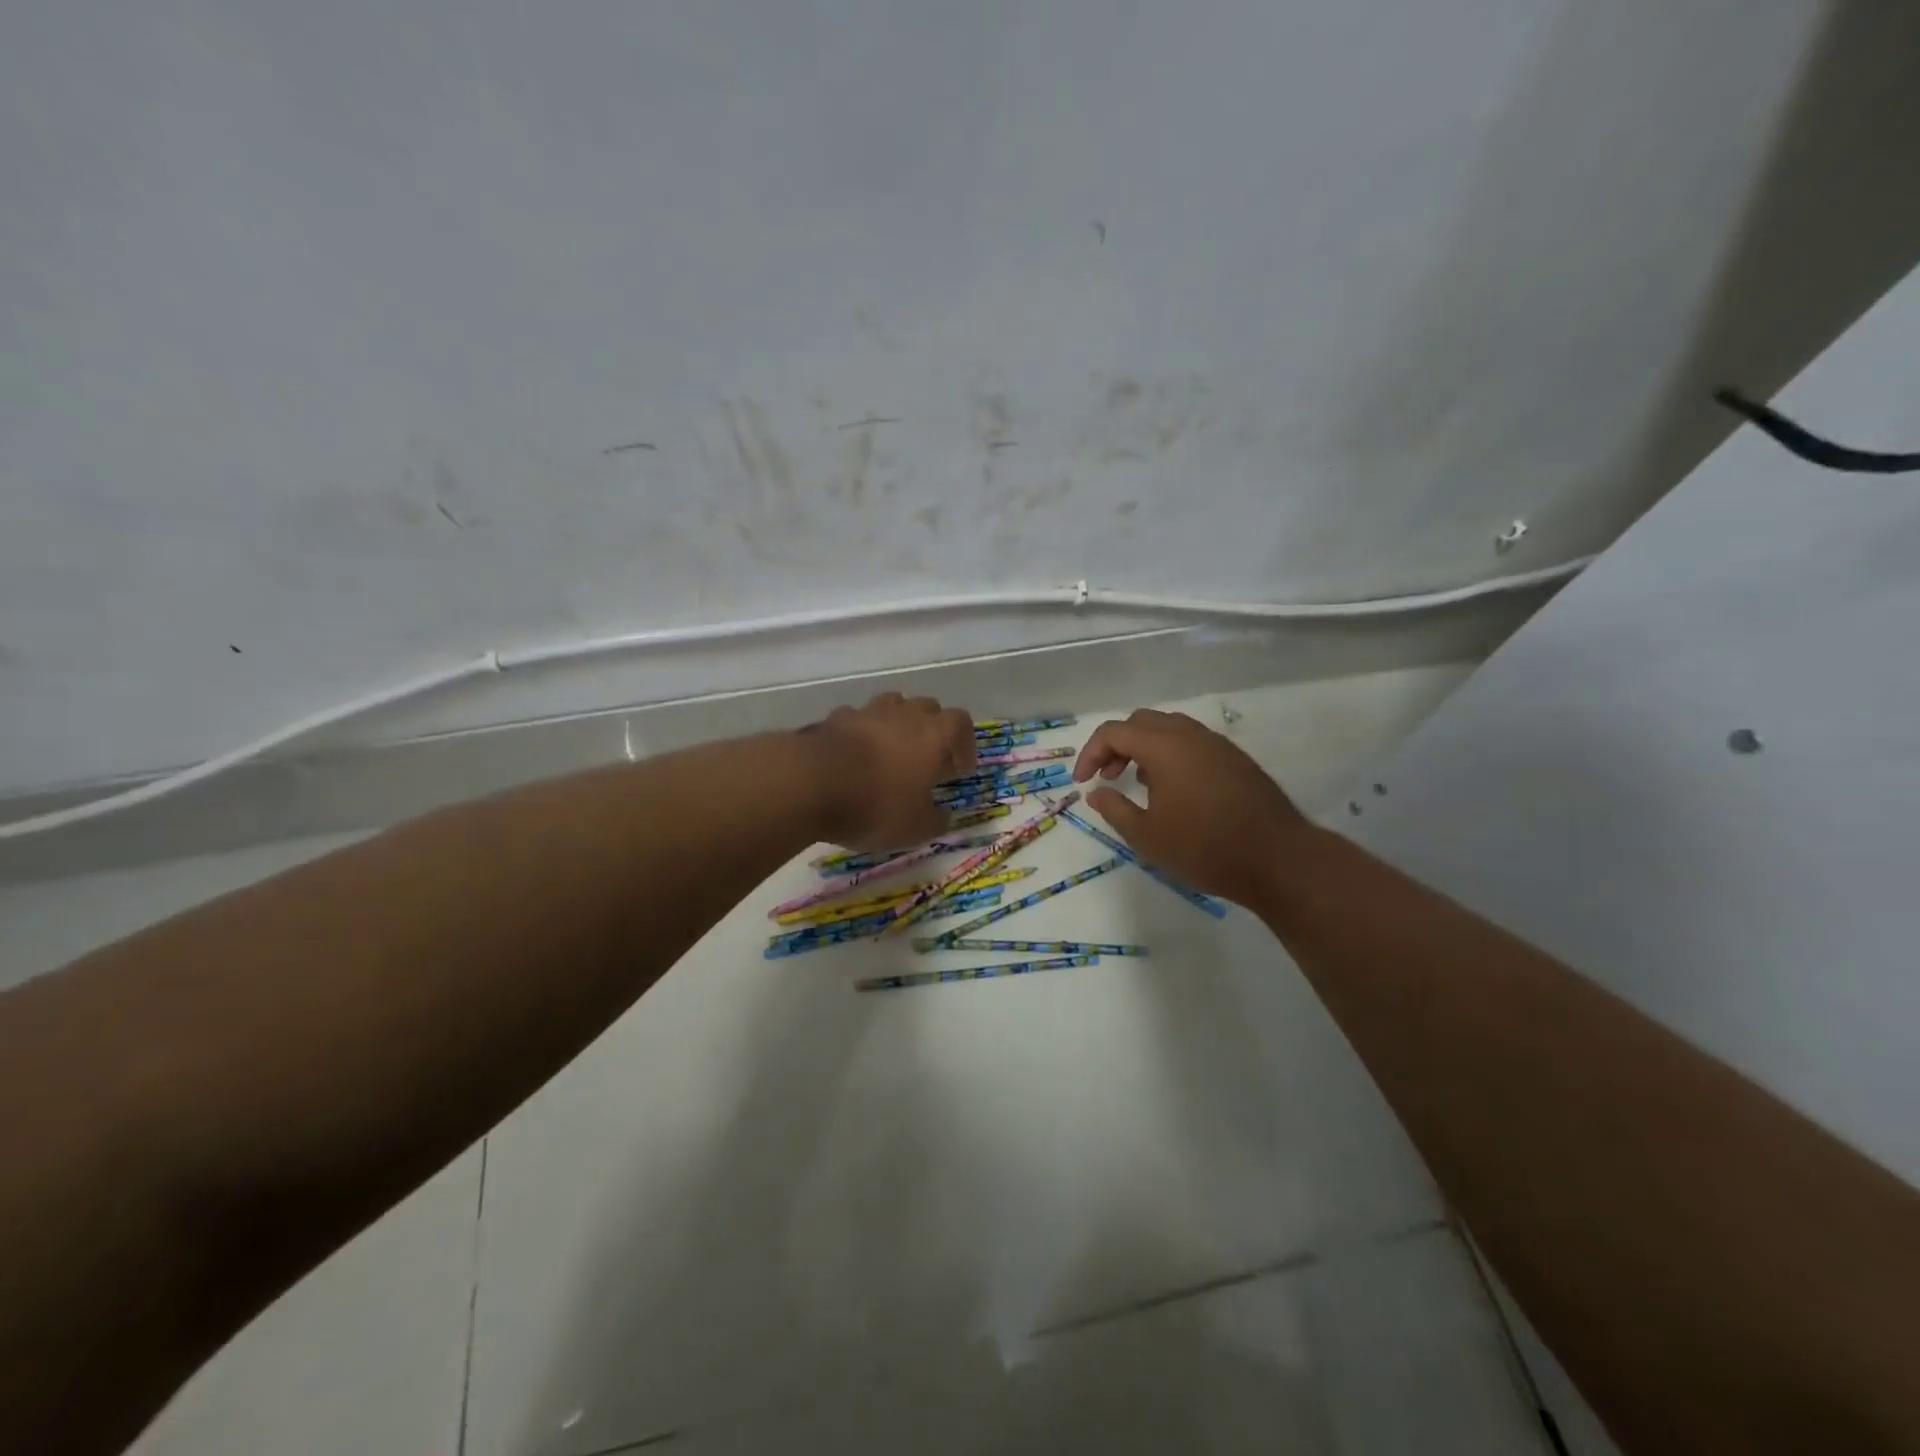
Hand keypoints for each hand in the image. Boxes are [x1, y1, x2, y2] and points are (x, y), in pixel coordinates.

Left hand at [806, 693, 976, 850]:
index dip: (964, 745)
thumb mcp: (916, 828)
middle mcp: (904, 714)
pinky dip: (860, 733)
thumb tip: (943, 815)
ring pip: (892, 706)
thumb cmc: (876, 804)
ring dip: (897, 725)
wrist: (811, 783)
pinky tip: (854, 756)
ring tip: (891, 753)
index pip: (961, 723)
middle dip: (932, 731)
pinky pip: (856, 719)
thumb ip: (936, 820)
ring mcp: (867, 712)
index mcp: (934, 734)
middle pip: (928, 708)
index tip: (959, 770)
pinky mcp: (834, 719)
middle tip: (927, 760)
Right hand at [1073, 708, 1311, 905]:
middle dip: (1117, 746)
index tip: (1082, 782)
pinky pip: (1192, 743)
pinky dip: (1171, 755)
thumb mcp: (1147, 836)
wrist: (1277, 859)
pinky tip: (1174, 790)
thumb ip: (1115, 809)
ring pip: (1170, 729)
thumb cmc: (1204, 848)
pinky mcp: (1236, 760)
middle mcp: (1190, 735)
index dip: (1090, 753)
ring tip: (1138, 783)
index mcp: (1164, 746)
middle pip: (1141, 722)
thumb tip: (1097, 792)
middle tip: (1107, 777)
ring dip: (1145, 749)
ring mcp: (1217, 745)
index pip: (1114, 732)